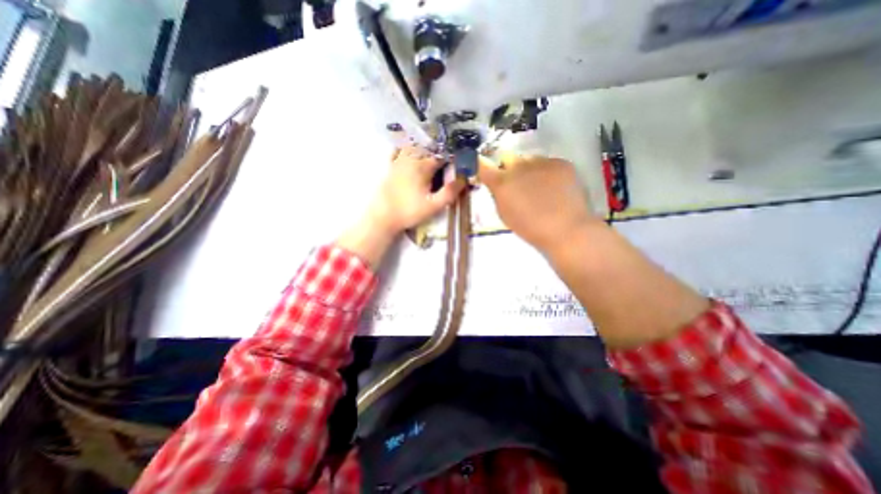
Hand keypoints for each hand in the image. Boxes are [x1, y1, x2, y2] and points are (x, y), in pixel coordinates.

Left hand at [339, 145, 462, 268]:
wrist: (383, 216)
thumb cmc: (409, 212)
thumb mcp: (433, 206)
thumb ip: (450, 192)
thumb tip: (464, 178)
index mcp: (423, 166)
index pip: (442, 155)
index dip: (453, 158)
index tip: (459, 163)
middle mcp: (411, 158)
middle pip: (429, 148)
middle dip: (440, 152)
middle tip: (447, 162)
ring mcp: (399, 161)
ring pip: (414, 146)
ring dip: (425, 148)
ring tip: (433, 156)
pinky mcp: (391, 166)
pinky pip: (399, 150)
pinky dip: (407, 148)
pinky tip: (411, 152)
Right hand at [480, 152, 599, 255]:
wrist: (566, 229)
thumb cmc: (531, 229)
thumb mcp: (505, 215)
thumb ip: (499, 196)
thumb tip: (498, 185)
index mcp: (502, 183)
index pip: (483, 165)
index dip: (483, 167)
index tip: (488, 172)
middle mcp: (519, 166)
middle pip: (508, 158)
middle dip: (509, 168)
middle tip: (518, 184)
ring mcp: (541, 162)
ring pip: (529, 160)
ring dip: (529, 170)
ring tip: (541, 188)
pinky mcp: (561, 162)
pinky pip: (548, 163)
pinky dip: (547, 172)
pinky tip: (555, 188)